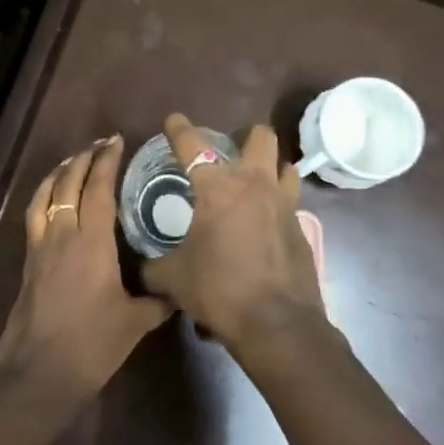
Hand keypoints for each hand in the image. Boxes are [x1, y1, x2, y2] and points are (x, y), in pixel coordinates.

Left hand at [0, 134, 172, 403]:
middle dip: (82, 159)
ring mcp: (40, 248)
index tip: (116, 141)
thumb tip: (179, 291)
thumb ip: (159, 302)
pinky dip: (42, 198)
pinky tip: (49, 200)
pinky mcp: (27, 263)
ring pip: (44, 196)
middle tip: (98, 145)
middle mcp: (62, 235)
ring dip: (58, 174)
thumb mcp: (135, 323)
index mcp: (91, 243)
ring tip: (70, 161)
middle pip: (68, 184)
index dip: (106, 161)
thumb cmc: (92, 344)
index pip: (98, 189)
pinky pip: (33, 217)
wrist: (40, 372)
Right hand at [141, 114, 330, 359]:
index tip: (174, 120)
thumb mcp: (172, 278)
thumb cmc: (218, 289)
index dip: (180, 129)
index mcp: (218, 187)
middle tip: (230, 151)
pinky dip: (277, 204)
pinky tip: (264, 224)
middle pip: (260, 137)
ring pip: (285, 165)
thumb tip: (143, 267)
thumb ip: (154, 266)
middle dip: (246, 136)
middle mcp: (255, 185)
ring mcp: (284, 205)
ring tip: (254, 182)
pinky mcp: (301, 229)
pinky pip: (291, 202)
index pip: (193, 145)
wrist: (277, 324)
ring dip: (270, 166)